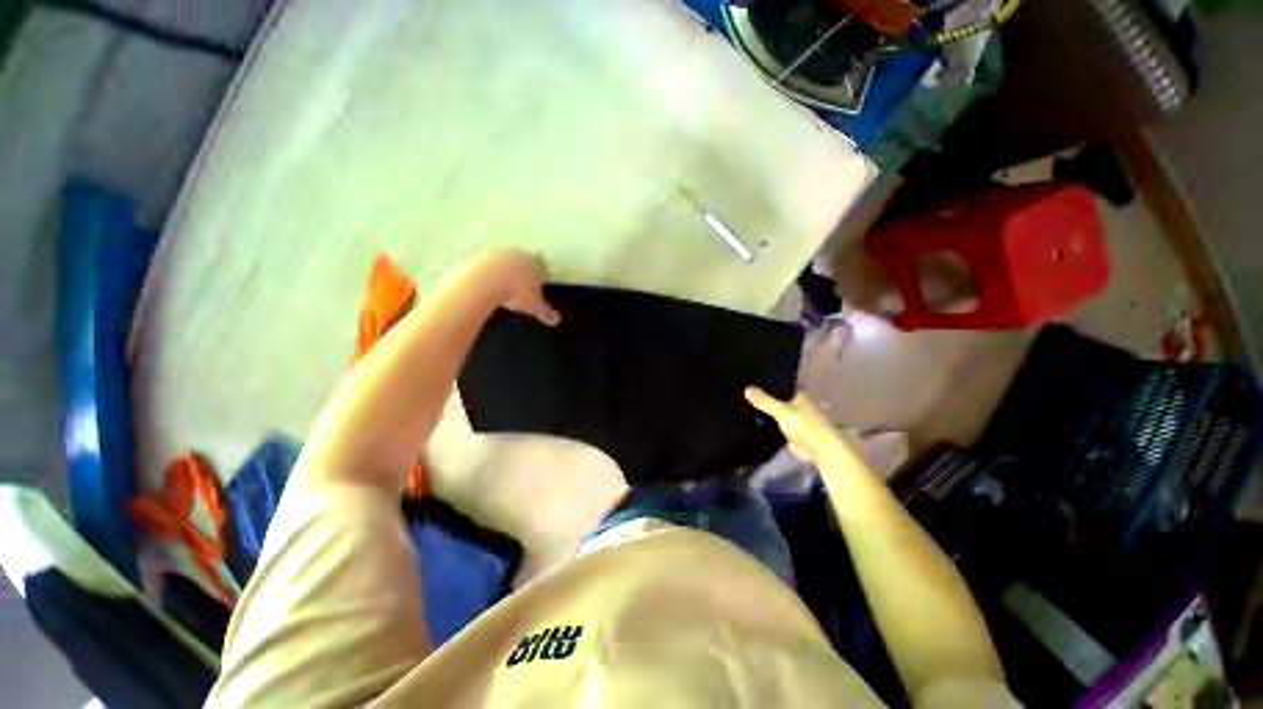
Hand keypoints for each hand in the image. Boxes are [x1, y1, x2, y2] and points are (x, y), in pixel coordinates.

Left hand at [478, 248, 560, 325]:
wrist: (482, 282)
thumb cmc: (516, 293)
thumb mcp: (533, 307)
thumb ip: (545, 313)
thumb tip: (556, 320)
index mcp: (536, 263)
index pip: (543, 269)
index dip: (540, 279)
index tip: (536, 289)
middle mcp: (519, 254)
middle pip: (524, 263)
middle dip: (523, 273)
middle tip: (519, 290)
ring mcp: (498, 252)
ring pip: (505, 262)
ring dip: (505, 272)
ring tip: (501, 289)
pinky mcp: (480, 254)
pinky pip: (487, 265)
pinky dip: (488, 274)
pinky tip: (485, 286)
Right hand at [744, 387, 845, 466]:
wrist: (821, 450)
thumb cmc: (805, 425)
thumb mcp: (781, 411)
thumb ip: (765, 401)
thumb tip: (746, 389)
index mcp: (799, 395)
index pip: (781, 385)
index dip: (767, 383)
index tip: (750, 380)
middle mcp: (798, 405)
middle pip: (778, 399)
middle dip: (765, 398)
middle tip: (743, 393)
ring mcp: (795, 420)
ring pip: (777, 413)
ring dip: (766, 412)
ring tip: (745, 407)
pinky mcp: (792, 433)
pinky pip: (776, 426)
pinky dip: (768, 425)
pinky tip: (754, 422)